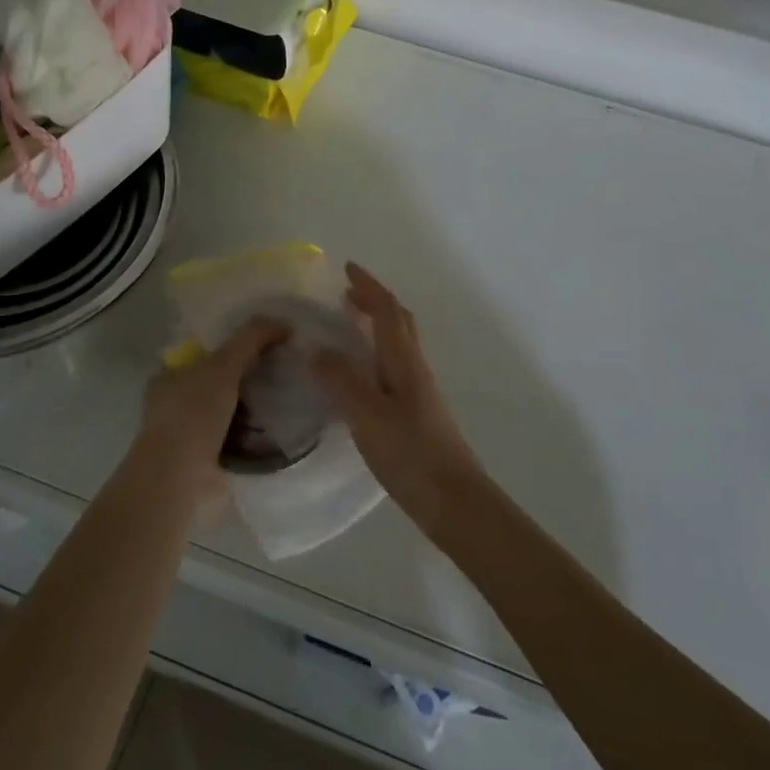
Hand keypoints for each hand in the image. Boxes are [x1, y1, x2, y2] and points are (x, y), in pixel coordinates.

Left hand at [130, 317, 288, 512]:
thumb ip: (251, 338)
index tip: (268, 345)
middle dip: (251, 378)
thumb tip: (285, 323)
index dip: (237, 346)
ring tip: (294, 399)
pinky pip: (242, 441)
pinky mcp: (209, 462)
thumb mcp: (223, 365)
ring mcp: (192, 436)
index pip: (207, 353)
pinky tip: (285, 429)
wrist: (181, 480)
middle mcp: (178, 404)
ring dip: (258, 410)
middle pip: (223, 382)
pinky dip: (260, 437)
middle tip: (287, 371)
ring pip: (234, 412)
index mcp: (170, 377)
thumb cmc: (193, 414)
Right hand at [309, 263, 483, 521]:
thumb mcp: (367, 415)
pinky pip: (393, 368)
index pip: (387, 310)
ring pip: (397, 345)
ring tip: (346, 330)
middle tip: (344, 295)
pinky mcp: (417, 414)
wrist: (454, 501)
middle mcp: (414, 368)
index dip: (368, 287)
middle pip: (398, 322)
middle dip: (373, 302)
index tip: (346, 269)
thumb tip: (316, 349)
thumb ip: (341, 380)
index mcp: (403, 360)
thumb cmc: (411, 453)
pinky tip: (358, 378)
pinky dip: (375, 356)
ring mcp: (419, 392)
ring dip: (375, 327)